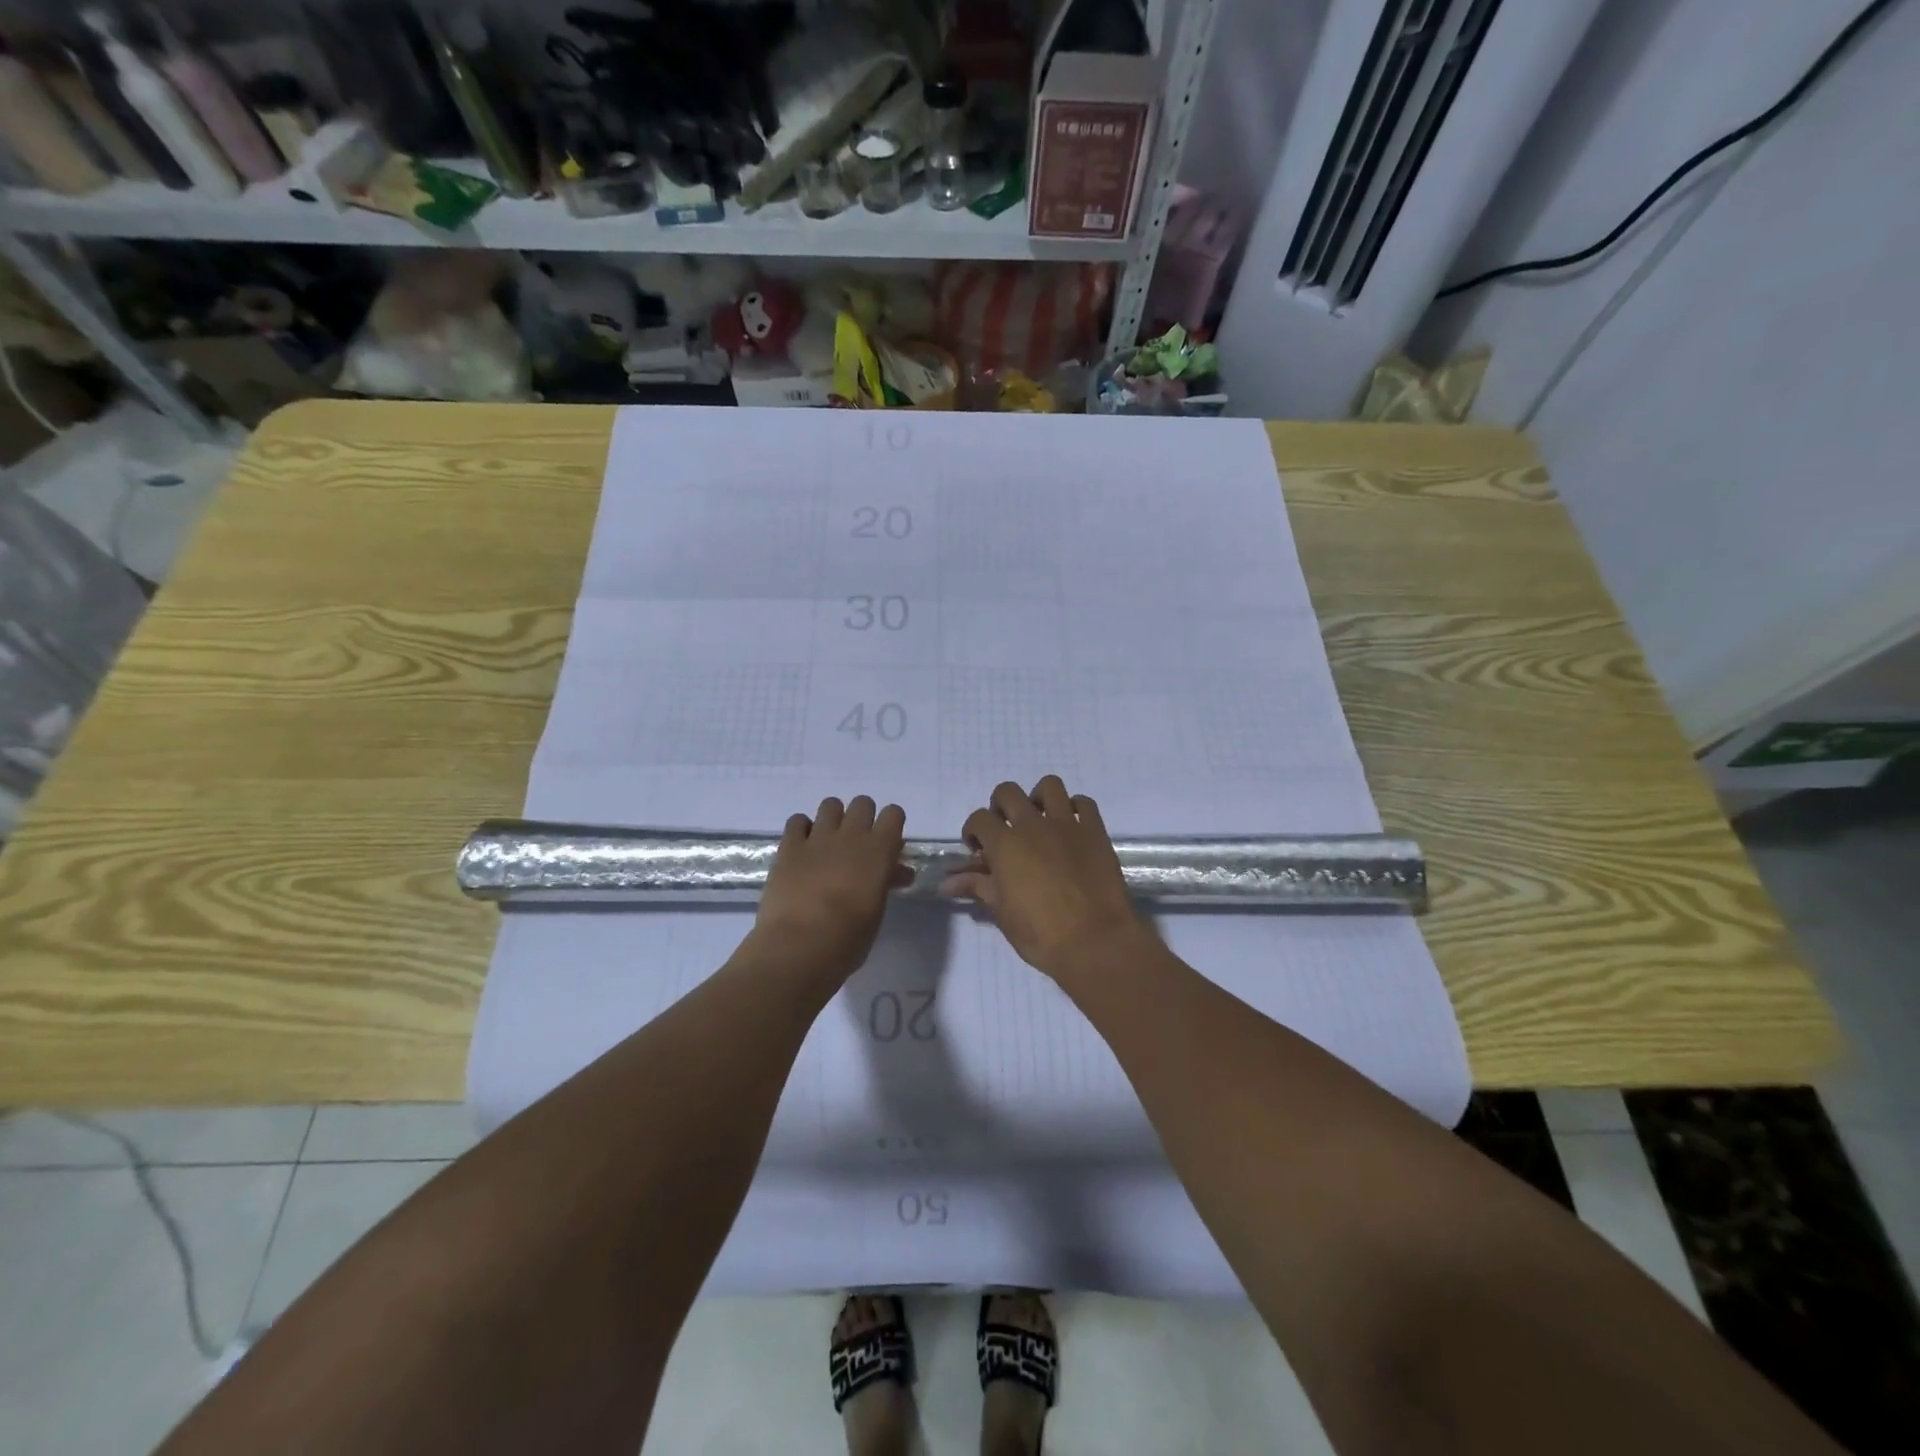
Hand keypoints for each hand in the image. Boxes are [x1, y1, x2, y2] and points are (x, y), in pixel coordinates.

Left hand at [749, 796, 908, 986]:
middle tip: (857, 845)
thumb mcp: (877, 910)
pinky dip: (802, 829)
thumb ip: (885, 882)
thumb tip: (895, 872)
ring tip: (828, 844)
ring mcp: (818, 838)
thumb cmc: (848, 939)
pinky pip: (797, 820)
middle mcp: (851, 835)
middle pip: (863, 803)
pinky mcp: (789, 847)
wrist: (799, 947)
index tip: (887, 845)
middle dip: (863, 818)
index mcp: (879, 850)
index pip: (893, 814)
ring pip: (830, 804)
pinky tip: (802, 849)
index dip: (891, 825)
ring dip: (833, 818)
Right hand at [942, 776, 1152, 984]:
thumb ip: (977, 887)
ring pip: (1049, 786)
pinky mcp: (1095, 831)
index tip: (979, 851)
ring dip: (1039, 798)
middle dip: (1000, 807)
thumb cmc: (1041, 934)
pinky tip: (1071, 828)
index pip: (978, 819)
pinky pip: (1084, 803)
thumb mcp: (1002, 912)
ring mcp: (1067, 824)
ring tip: (1040, 820)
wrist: (1095, 942)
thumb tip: (947, 883)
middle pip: (1008, 792)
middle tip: (1006, 831)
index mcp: (1005, 844)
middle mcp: (1033, 824)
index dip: (973, 832)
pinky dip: (1075, 809)